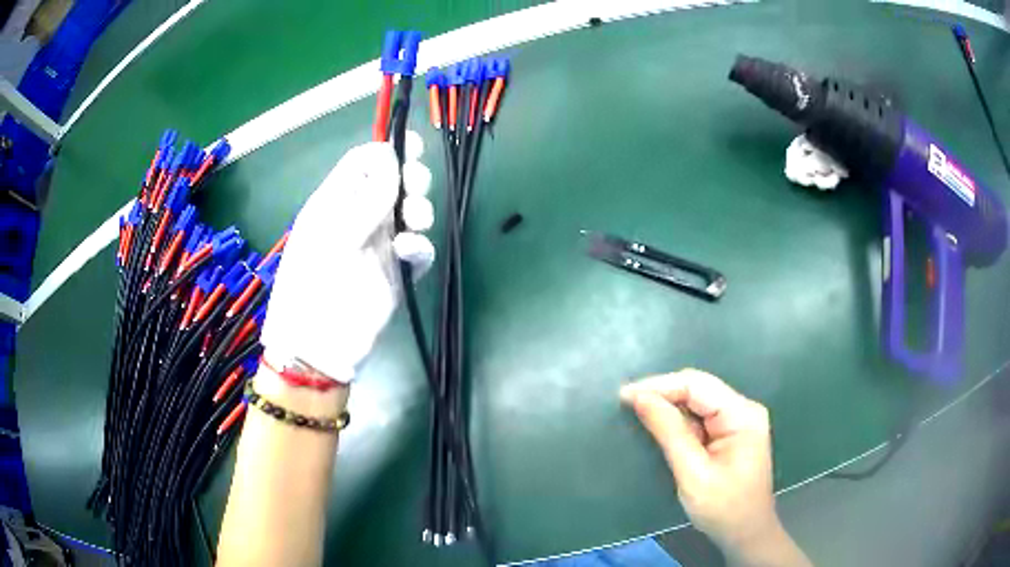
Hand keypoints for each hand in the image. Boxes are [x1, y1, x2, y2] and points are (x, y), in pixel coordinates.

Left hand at [260, 135, 433, 382]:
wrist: (320, 346)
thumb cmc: (316, 284)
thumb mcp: (337, 233)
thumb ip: (368, 195)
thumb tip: (389, 153)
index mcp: (336, 202)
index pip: (363, 164)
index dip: (387, 152)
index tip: (410, 149)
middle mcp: (360, 218)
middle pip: (393, 183)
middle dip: (411, 180)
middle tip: (414, 189)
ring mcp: (379, 245)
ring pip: (410, 213)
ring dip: (418, 211)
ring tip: (413, 223)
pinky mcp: (397, 272)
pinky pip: (418, 249)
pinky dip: (419, 246)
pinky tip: (409, 252)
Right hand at [621, 370, 809, 565]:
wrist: (746, 534)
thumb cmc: (723, 508)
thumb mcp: (692, 473)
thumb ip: (669, 432)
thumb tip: (640, 397)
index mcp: (741, 415)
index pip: (697, 385)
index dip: (660, 386)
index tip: (624, 395)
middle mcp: (743, 409)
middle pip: (698, 388)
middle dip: (663, 394)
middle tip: (626, 403)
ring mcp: (739, 420)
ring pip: (698, 401)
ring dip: (669, 407)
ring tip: (637, 412)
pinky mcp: (731, 433)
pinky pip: (700, 417)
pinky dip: (678, 421)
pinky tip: (660, 426)